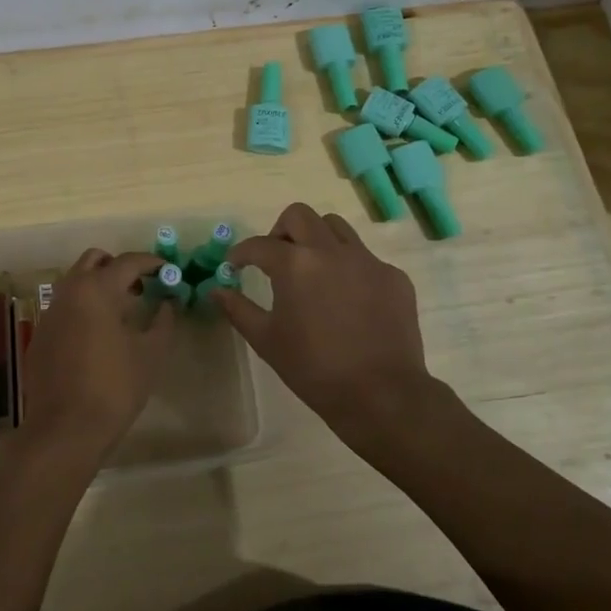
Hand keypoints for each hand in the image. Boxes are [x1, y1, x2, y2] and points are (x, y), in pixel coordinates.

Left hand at [12, 248, 173, 465]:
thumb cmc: (114, 387)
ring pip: (75, 282)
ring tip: (124, 311)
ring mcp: (49, 313)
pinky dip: (84, 308)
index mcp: (96, 290)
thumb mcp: (150, 354)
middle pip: (94, 260)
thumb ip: (163, 322)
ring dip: (99, 286)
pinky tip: (99, 335)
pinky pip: (65, 307)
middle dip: (119, 266)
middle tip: (141, 286)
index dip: (151, 262)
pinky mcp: (40, 335)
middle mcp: (68, 292)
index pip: (128, 262)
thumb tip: (168, 304)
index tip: (168, 270)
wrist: (65, 429)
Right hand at [213, 203, 459, 446]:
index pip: (259, 245)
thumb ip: (238, 309)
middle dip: (280, 231)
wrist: (382, 395)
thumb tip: (217, 290)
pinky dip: (348, 267)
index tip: (235, 266)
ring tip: (312, 270)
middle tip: (275, 259)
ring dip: (316, 239)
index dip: (240, 253)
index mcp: (295, 264)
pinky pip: (364, 257)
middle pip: (299, 215)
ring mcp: (367, 261)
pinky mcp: (393, 277)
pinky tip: (347, 299)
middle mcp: (331, 251)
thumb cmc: (314, 369)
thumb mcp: (266, 340)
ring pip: (336, 228)